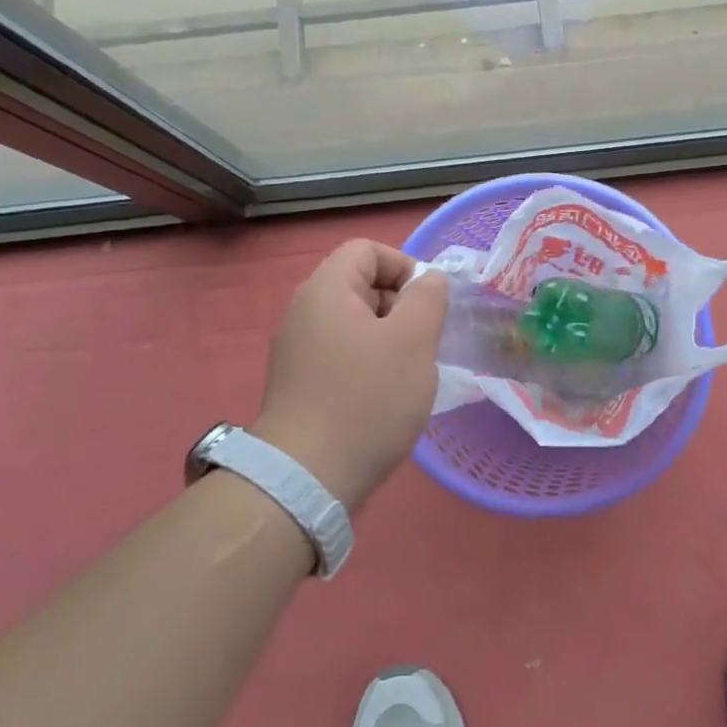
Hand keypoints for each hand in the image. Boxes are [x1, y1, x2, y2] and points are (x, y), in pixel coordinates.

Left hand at [252, 239, 448, 512]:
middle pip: (361, 285)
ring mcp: (298, 350)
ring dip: (389, 340)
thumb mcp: (413, 341)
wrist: (307, 476)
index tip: (429, 304)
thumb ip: (427, 299)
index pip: (367, 250)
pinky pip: (342, 355)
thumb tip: (428, 280)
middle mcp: (304, 312)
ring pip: (355, 324)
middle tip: (425, 342)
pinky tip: (385, 398)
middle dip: (401, 306)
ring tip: (410, 374)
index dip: (404, 266)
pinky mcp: (299, 384)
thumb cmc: (367, 399)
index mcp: (326, 290)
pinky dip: (369, 365)